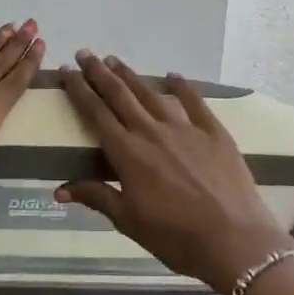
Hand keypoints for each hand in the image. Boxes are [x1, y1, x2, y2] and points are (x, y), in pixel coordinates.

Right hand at [56, 52, 286, 292]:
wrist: (234, 241)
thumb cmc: (175, 237)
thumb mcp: (129, 221)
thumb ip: (96, 197)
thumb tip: (58, 190)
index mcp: (128, 153)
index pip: (96, 113)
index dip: (79, 90)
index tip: (67, 70)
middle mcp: (152, 132)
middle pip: (120, 95)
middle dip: (99, 73)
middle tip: (85, 53)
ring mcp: (185, 129)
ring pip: (151, 94)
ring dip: (131, 75)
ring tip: (115, 60)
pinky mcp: (214, 132)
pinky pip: (194, 102)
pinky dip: (182, 86)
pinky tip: (172, 75)